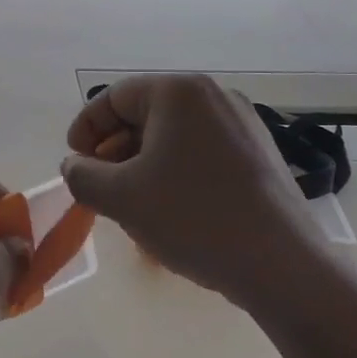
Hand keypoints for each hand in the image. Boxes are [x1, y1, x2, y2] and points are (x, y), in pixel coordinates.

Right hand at [61, 74, 331, 313]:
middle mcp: (213, 96)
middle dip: (114, 150)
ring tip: (133, 204)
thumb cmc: (191, 217)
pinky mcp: (260, 153)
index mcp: (178, 92)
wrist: (281, 265)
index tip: (75, 163)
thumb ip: (82, 175)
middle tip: (101, 187)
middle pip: (144, 114)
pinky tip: (172, 209)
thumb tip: (75, 166)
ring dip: (142, 163)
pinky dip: (175, 171)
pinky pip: (201, 151)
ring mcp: (243, 123)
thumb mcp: (120, 197)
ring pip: (173, 135)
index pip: (113, 97)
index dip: (85, 128)